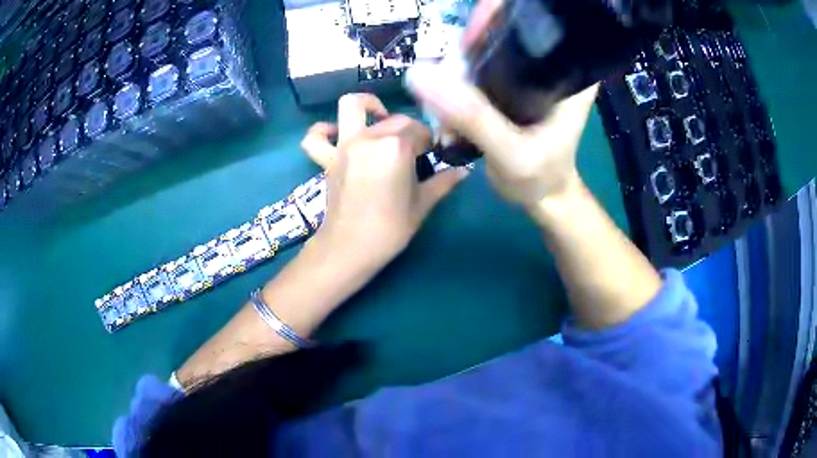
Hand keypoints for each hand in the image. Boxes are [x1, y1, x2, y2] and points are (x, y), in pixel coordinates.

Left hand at [301, 93, 468, 271]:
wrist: (350, 248)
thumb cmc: (391, 228)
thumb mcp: (422, 204)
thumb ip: (443, 182)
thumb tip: (464, 171)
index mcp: (397, 147)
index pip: (419, 131)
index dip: (429, 142)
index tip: (432, 155)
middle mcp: (370, 137)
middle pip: (395, 120)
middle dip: (409, 130)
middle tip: (414, 150)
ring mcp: (344, 145)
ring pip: (351, 106)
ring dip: (367, 105)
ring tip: (379, 117)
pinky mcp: (327, 158)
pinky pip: (315, 138)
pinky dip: (321, 131)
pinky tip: (334, 133)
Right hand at [405, 0, 597, 208]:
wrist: (543, 198)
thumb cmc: (540, 178)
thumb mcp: (511, 152)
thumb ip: (472, 116)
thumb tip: (419, 74)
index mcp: (569, 72)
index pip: (534, 24)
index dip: (497, 18)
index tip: (469, 36)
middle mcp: (552, 64)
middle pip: (504, 32)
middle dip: (471, 45)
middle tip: (449, 73)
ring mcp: (531, 73)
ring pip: (488, 49)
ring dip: (459, 65)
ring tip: (444, 95)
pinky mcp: (513, 85)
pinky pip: (480, 68)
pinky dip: (459, 79)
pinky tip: (448, 100)